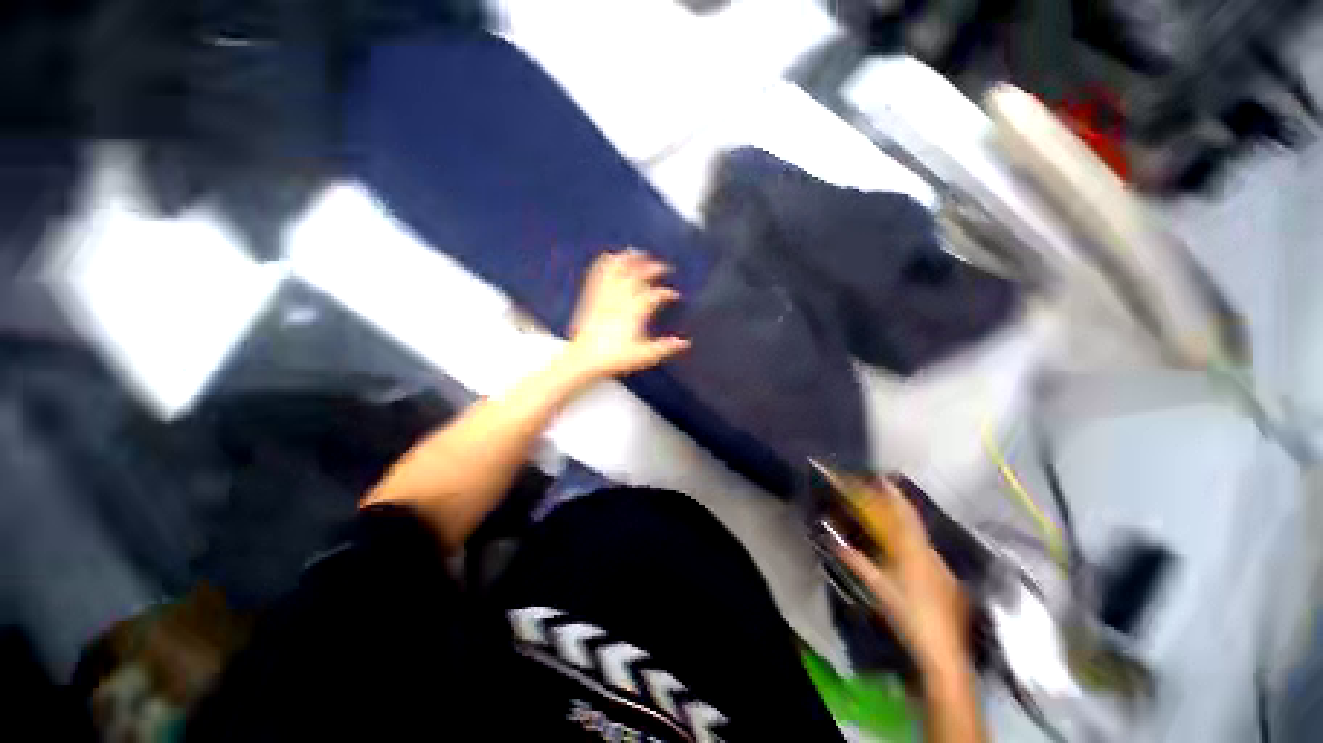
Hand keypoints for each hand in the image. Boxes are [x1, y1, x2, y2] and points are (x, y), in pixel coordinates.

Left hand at [563, 248, 690, 380]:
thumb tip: (685, 342)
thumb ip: (664, 348)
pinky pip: (598, 276)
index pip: (654, 296)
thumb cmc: (615, 358)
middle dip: (651, 269)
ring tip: (636, 251)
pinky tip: (607, 256)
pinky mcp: (591, 299)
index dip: (666, 293)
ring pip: (617, 272)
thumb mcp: (644, 356)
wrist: (584, 360)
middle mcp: (620, 300)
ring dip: (628, 259)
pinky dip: (604, 264)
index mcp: (634, 312)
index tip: (674, 295)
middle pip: (637, 277)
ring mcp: (605, 297)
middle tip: (663, 266)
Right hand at [832, 481, 970, 673]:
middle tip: (882, 488)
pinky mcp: (944, 577)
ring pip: (919, 533)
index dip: (893, 493)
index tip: (882, 477)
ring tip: (888, 510)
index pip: (903, 514)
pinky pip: (924, 547)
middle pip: (913, 520)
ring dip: (904, 518)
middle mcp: (929, 552)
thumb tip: (834, 541)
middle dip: (897, 501)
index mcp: (913, 551)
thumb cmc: (909, 616)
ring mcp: (939, 564)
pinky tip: (904, 544)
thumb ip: (857, 562)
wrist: (943, 651)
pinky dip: (911, 536)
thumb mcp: (879, 589)